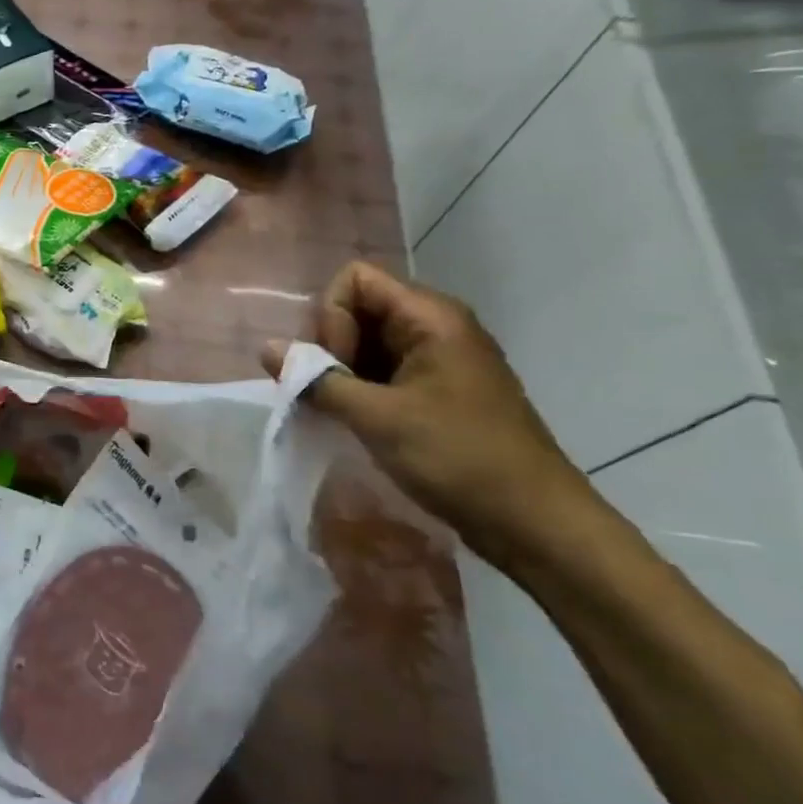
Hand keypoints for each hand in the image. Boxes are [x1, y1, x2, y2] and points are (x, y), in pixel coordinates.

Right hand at [270, 262, 594, 571]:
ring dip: (340, 373)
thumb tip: (268, 349)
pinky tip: (353, 422)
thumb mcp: (378, 418)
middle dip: (330, 347)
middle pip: (357, 309)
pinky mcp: (436, 390)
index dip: (332, 318)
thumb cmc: (458, 458)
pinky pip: (382, 371)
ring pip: (366, 343)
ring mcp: (437, 359)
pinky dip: (359, 390)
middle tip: (328, 395)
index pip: (354, 281)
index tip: (335, 368)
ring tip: (336, 414)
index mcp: (430, 317)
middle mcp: (434, 327)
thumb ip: (317, 380)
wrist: (534, 522)